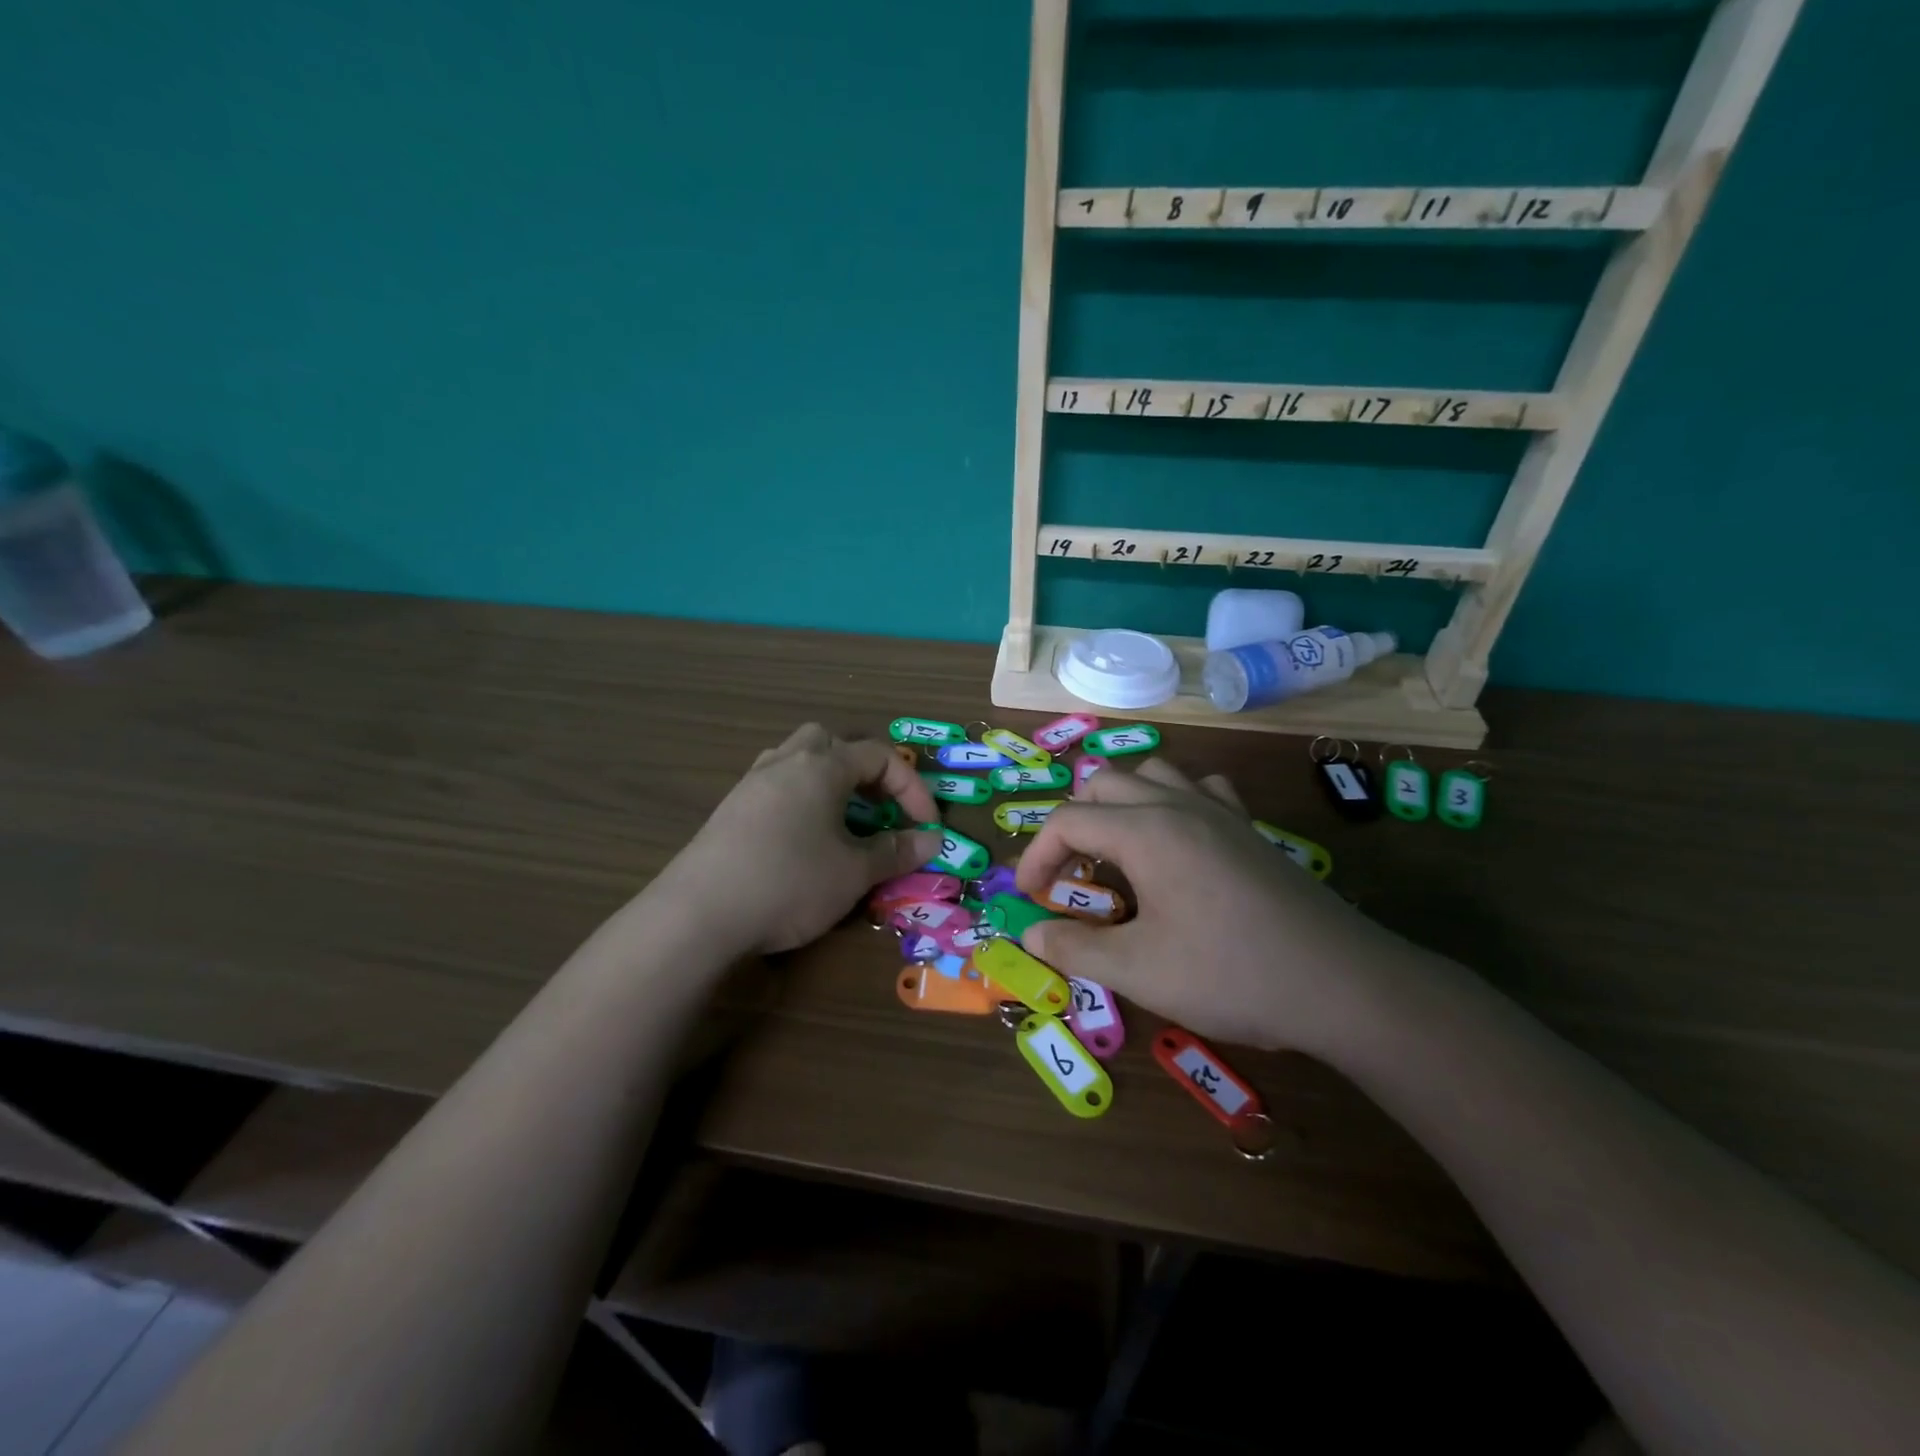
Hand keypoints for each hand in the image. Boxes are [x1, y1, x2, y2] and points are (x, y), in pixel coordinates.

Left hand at [658, 724, 942, 955]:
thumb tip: (932, 841)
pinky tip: (800, 836)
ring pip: (797, 759)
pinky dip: (798, 798)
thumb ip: (895, 852)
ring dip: (827, 779)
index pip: (879, 757)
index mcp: (821, 767)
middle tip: (877, 806)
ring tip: (840, 818)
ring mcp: (751, 783)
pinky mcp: (729, 809)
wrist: (699, 913)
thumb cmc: (790, 882)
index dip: (911, 788)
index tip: (927, 826)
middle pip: (831, 742)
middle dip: (863, 769)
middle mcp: (785, 762)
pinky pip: (774, 785)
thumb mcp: (853, 872)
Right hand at [1016, 759, 1404, 1053]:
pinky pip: (1202, 789)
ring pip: (1152, 774)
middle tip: (1072, 878)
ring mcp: (1220, 811)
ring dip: (1120, 804)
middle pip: (1102, 784)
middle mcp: (1178, 805)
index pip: (1067, 821)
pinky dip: (1175, 801)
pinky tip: (1179, 841)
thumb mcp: (1139, 971)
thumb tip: (1030, 933)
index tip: (1031, 900)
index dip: (1036, 858)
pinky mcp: (1249, 829)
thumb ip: (1075, 949)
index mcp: (1145, 830)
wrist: (1341, 985)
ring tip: (1119, 853)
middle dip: (1073, 824)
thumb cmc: (1230, 974)